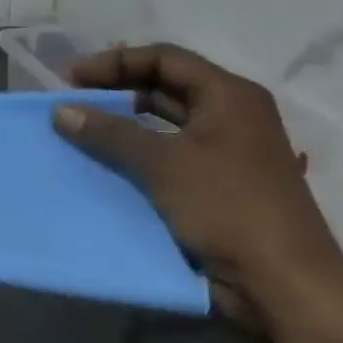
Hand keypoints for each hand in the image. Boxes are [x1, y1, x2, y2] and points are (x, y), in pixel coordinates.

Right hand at [50, 44, 342, 328]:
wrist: (282, 283)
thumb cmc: (227, 207)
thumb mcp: (162, 163)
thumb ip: (109, 132)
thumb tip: (61, 110)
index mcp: (229, 96)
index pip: (163, 58)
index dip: (113, 62)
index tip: (70, 79)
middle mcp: (231, 115)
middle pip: (163, 86)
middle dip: (115, 90)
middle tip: (70, 101)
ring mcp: (226, 151)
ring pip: (163, 122)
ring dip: (122, 123)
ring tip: (80, 130)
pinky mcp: (217, 183)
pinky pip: (167, 154)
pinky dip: (135, 152)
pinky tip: (104, 162)